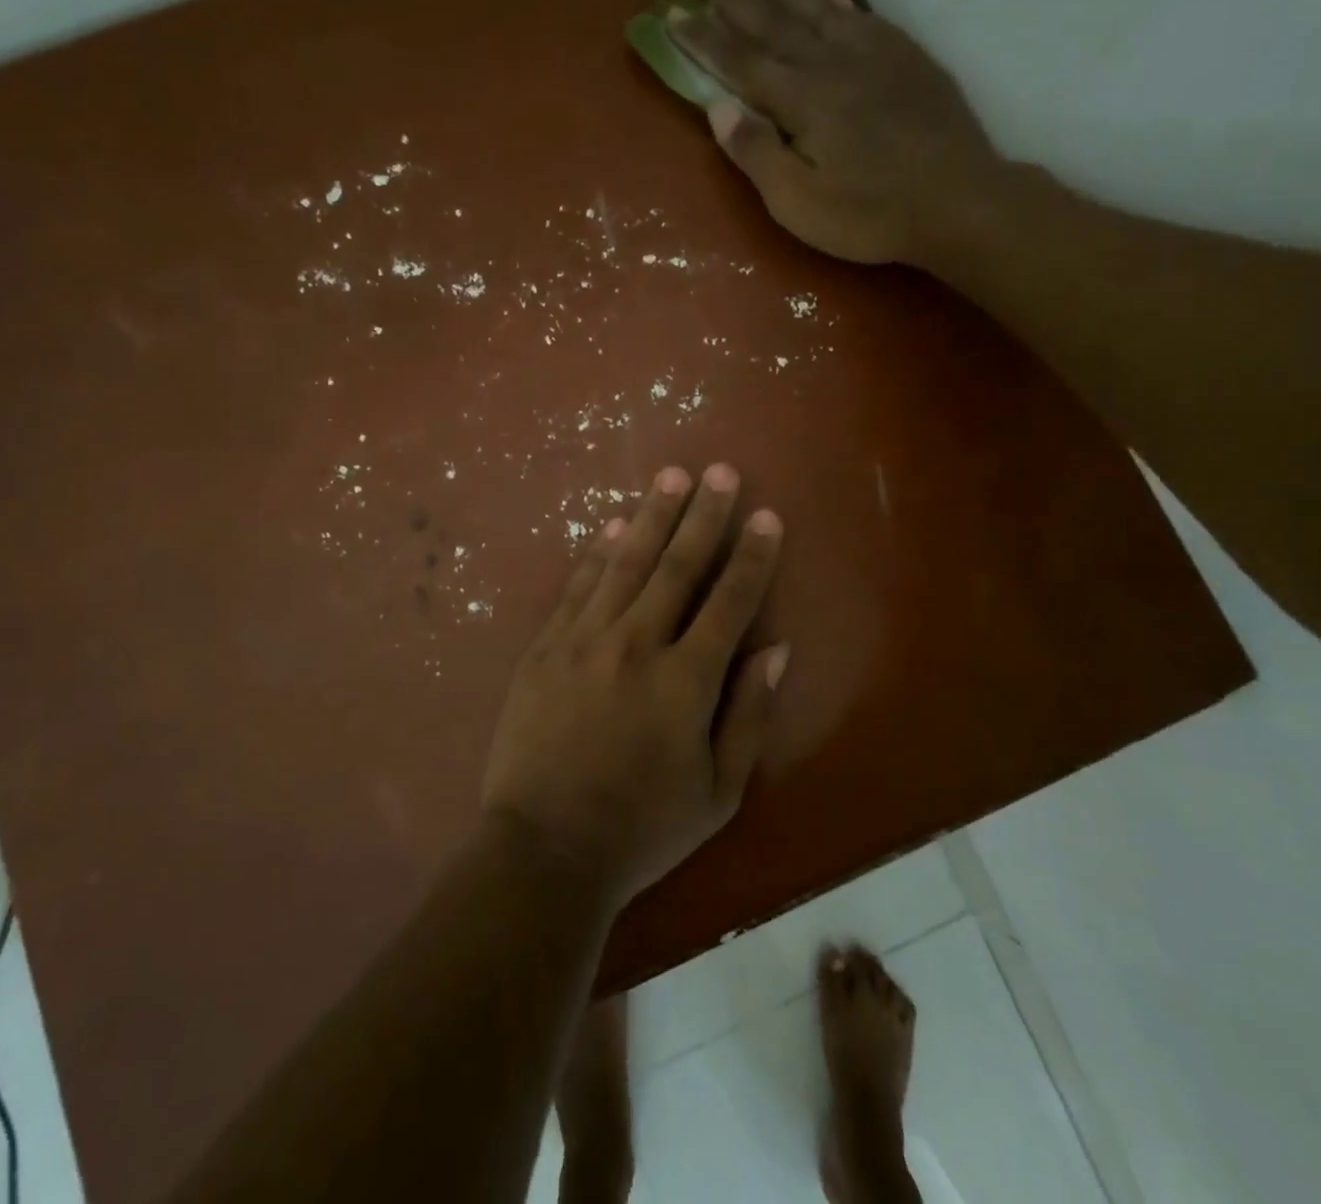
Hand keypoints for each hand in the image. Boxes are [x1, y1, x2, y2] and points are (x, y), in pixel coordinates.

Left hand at [481, 464, 788, 906]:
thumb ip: (749, 714)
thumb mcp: (718, 791)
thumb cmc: (643, 829)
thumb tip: (775, 650)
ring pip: (626, 564)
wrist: (545, 849)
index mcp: (686, 680)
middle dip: (704, 515)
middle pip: (678, 566)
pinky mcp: (545, 648)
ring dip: (652, 516)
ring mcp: (584, 641)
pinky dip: (597, 554)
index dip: (752, 556)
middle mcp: (637, 645)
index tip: (766, 516)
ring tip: (671, 475)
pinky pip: (577, 588)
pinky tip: (612, 527)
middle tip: (720, 471)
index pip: (730, 601)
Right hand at [668, 0, 1007, 267]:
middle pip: (777, 23)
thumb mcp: (799, 202)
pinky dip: (839, 5)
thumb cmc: (869, 214)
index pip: (741, 62)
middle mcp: (833, 64)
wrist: (958, 200)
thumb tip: (718, 108)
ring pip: (821, 12)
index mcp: (802, 99)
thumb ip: (757, 154)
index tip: (674, 14)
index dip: (705, 39)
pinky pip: (864, 20)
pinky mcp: (908, 61)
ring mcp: (875, 57)